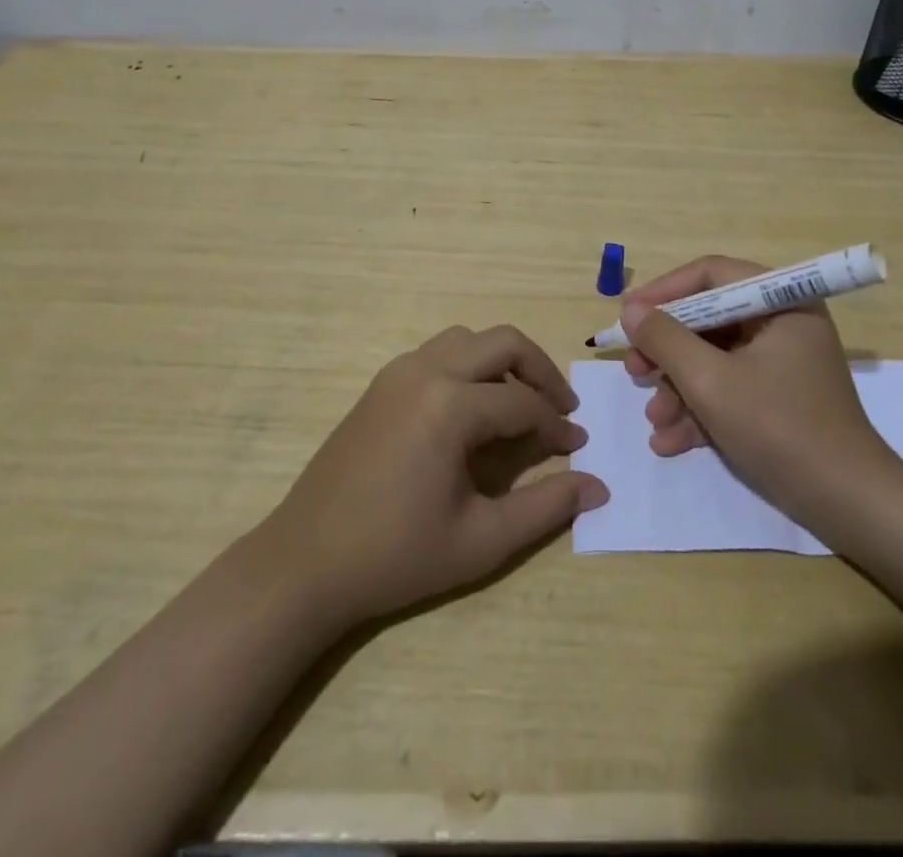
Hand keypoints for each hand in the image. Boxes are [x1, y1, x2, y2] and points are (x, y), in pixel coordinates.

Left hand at [261, 325, 607, 625]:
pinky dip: (469, 366)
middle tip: (560, 408)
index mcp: (451, 404)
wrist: (304, 563)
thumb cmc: (396, 555)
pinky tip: (472, 410)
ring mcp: (398, 372)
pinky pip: (438, 354)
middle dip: (539, 370)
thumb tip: (598, 487)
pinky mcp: (381, 384)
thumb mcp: (482, 540)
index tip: (578, 446)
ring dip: (502, 362)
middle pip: (502, 343)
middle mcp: (426, 370)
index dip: (557, 424)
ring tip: (519, 403)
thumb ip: (546, 508)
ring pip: (468, 340)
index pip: (523, 401)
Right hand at [621, 256, 902, 520]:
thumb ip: (666, 340)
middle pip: (709, 319)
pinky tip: (669, 441)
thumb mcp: (711, 382)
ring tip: (654, 419)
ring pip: (713, 358)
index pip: (712, 275)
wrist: (847, 505)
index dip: (664, 291)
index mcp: (781, 302)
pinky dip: (699, 409)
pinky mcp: (777, 398)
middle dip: (667, 350)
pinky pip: (728, 388)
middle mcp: (782, 323)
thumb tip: (631, 311)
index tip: (627, 316)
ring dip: (678, 388)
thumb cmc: (780, 429)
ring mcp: (781, 363)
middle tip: (634, 370)